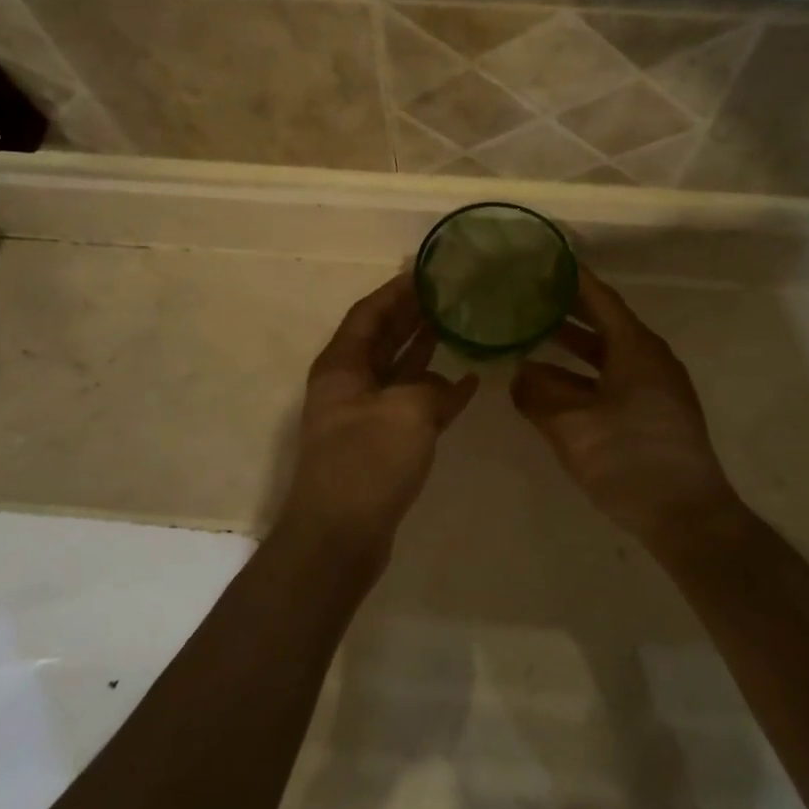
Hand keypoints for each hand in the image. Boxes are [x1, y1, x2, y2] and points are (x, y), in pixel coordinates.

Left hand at [278, 274, 479, 566]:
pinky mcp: (382, 444)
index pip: (369, 313)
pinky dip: (438, 394)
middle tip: (449, 293)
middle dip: (413, 315)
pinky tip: (469, 384)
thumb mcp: (405, 412)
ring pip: (400, 371)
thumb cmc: (366, 463)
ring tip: (461, 326)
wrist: (340, 536)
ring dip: (427, 350)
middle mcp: (350, 384)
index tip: (426, 271)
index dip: (396, 291)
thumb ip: (432, 386)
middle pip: (383, 338)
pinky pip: (413, 406)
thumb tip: (450, 383)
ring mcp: (365, 415)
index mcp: (342, 366)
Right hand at [511, 268, 738, 542]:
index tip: (545, 261)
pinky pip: (613, 379)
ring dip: (574, 346)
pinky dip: (584, 375)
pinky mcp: (655, 414)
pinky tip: (557, 386)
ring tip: (536, 337)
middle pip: (605, 324)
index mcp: (636, 350)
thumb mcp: (572, 426)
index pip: (601, 299)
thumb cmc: (629, 460)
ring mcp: (656, 388)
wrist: (687, 516)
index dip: (572, 279)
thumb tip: (518, 374)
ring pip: (608, 355)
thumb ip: (539, 395)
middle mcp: (650, 360)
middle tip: (531, 297)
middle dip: (568, 311)